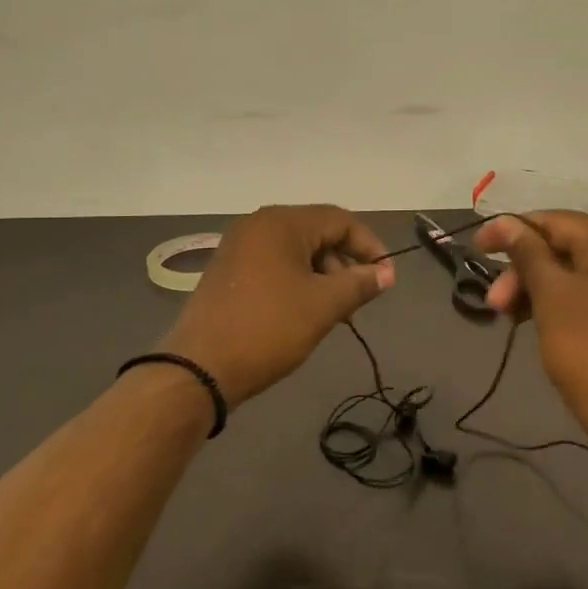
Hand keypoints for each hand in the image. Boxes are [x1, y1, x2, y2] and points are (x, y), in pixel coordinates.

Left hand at [158, 205, 394, 405]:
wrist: (200, 368)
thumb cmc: (268, 329)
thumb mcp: (323, 305)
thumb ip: (360, 284)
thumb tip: (387, 273)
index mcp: (281, 223)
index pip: (340, 220)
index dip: (369, 246)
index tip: (385, 278)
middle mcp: (258, 225)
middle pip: (317, 232)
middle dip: (344, 263)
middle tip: (357, 300)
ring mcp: (238, 247)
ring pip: (296, 250)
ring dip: (322, 275)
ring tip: (332, 312)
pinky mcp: (228, 270)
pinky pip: (274, 264)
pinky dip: (297, 280)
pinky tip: (303, 311)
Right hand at [472, 211, 587, 457]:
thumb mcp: (551, 295)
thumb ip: (527, 253)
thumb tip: (505, 223)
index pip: (556, 220)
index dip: (512, 229)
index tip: (476, 248)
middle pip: (562, 246)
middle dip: (522, 268)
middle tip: (493, 300)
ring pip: (568, 272)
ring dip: (532, 287)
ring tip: (503, 313)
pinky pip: (580, 294)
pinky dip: (551, 302)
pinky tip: (525, 319)